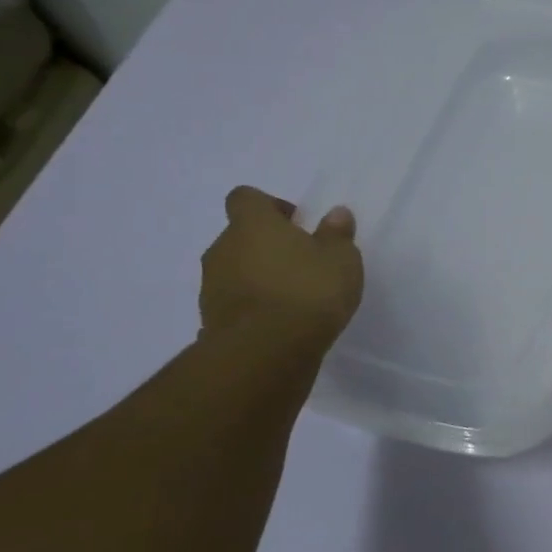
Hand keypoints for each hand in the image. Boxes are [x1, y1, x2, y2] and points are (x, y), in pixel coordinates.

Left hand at [200, 187, 363, 352]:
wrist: (266, 353)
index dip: (268, 206)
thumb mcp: (341, 259)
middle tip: (300, 262)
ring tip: (291, 298)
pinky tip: (278, 323)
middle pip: (239, 236)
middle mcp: (223, 249)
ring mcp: (212, 286)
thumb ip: (336, 234)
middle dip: (266, 245)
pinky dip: (251, 307)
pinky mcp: (210, 320)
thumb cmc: (308, 291)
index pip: (245, 198)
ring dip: (257, 277)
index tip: (295, 223)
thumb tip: (335, 214)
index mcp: (252, 224)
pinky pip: (233, 303)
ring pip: (234, 270)